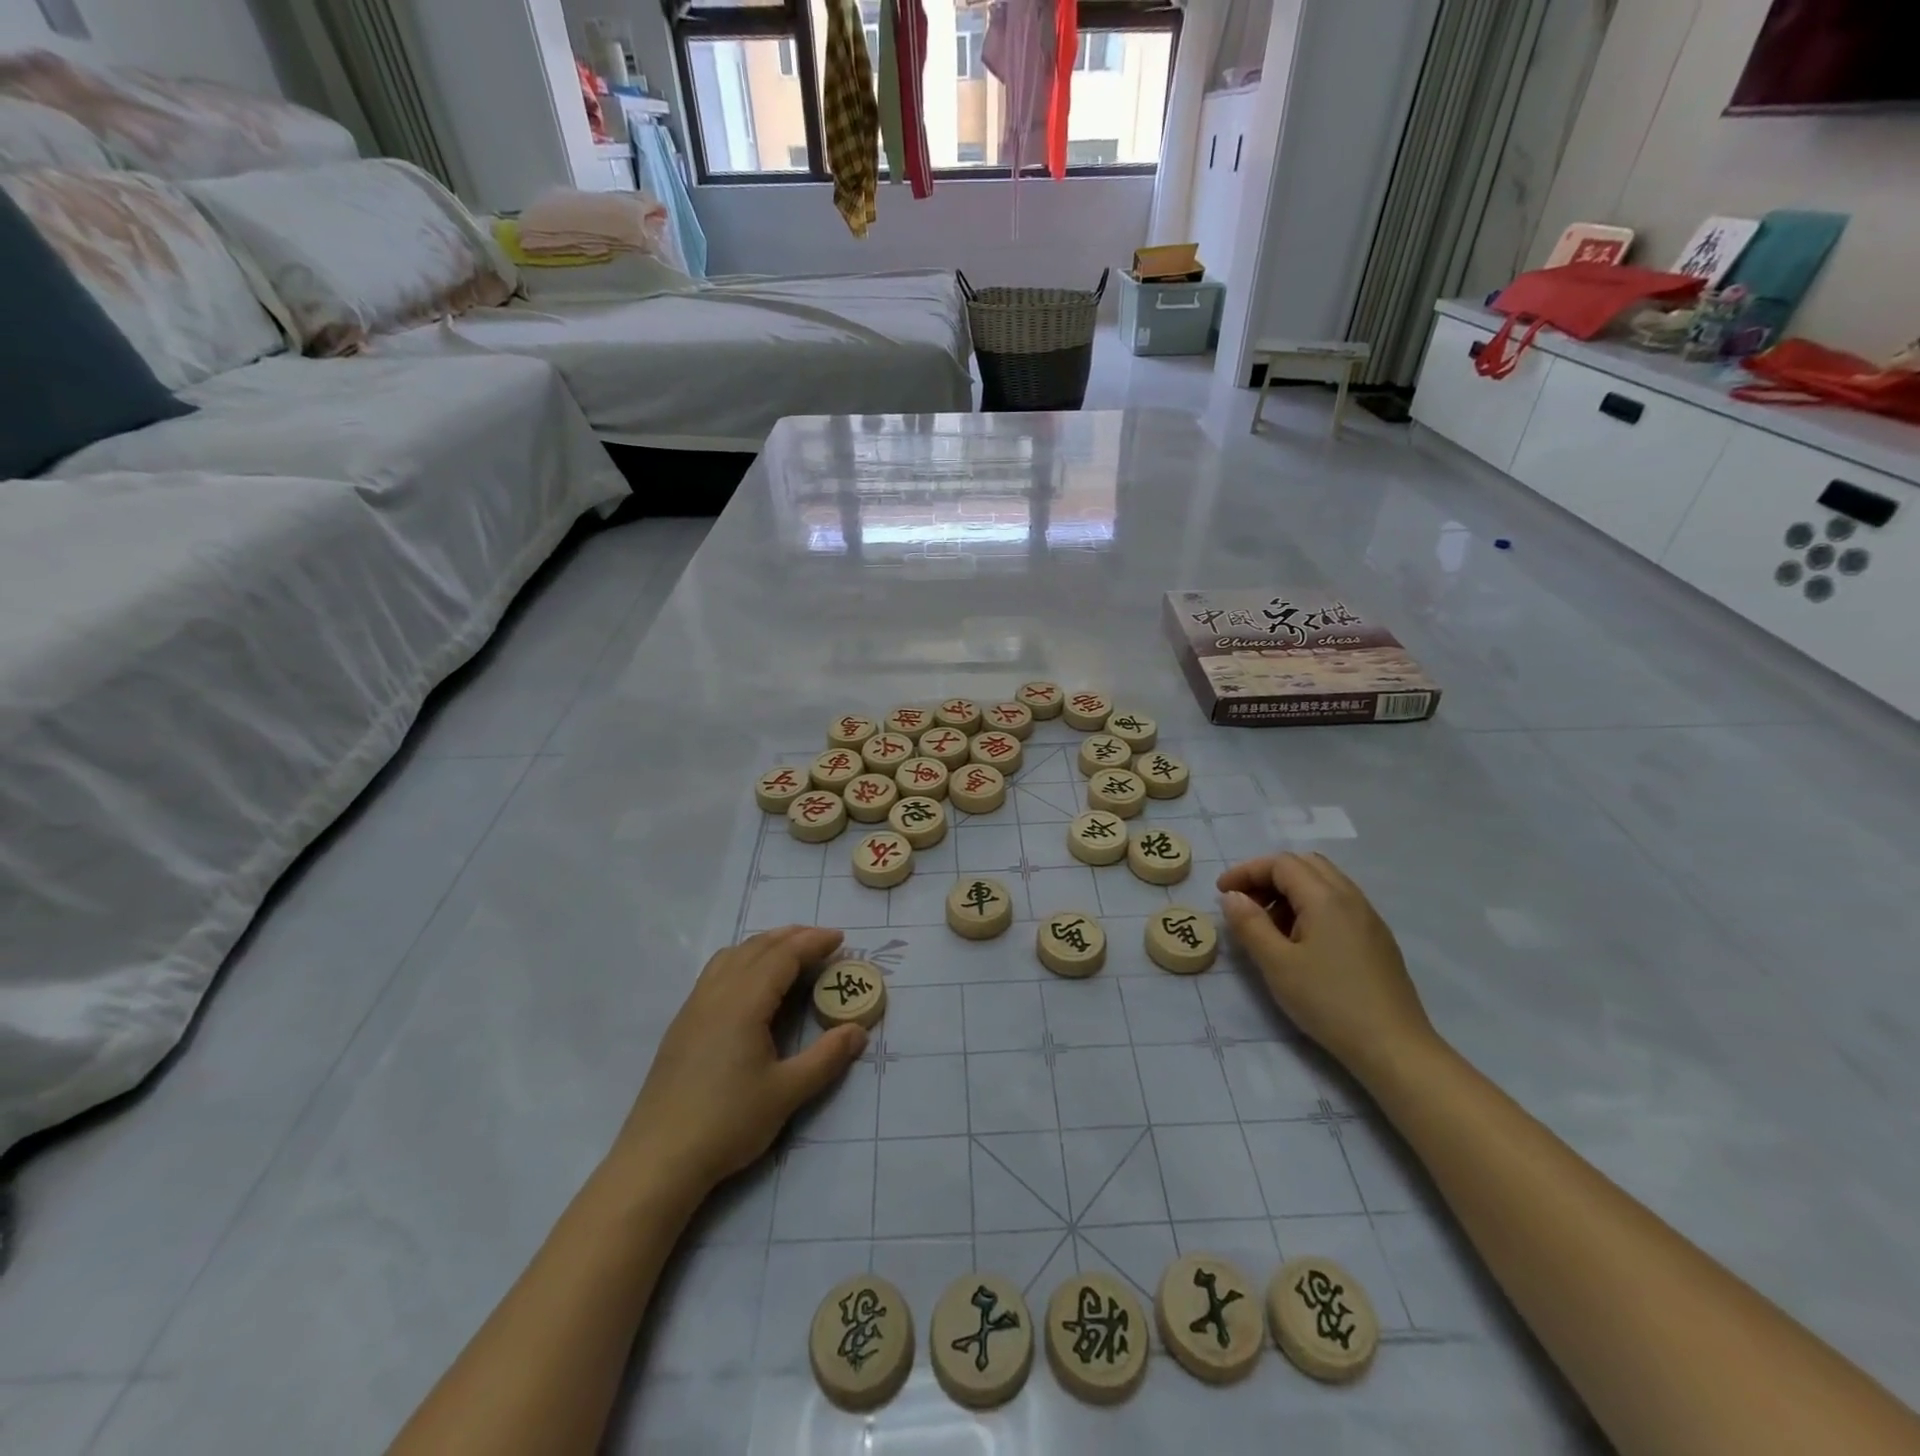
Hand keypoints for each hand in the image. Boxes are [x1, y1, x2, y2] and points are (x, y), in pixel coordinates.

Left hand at [608, 926, 865, 1199]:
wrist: (658, 1159)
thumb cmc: (727, 1123)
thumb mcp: (786, 1093)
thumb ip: (826, 1058)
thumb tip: (858, 1031)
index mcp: (744, 1003)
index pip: (783, 956)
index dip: (812, 943)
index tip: (840, 938)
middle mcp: (717, 994)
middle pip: (757, 947)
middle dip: (792, 936)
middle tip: (822, 939)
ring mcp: (694, 1007)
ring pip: (733, 956)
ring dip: (765, 944)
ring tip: (790, 950)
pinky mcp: (683, 1024)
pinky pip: (716, 972)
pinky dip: (743, 959)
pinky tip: (751, 980)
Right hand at [1217, 853, 1435, 1081]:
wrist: (1393, 1047)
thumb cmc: (1329, 1002)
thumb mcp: (1276, 964)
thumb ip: (1250, 924)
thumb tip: (1233, 896)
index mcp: (1325, 898)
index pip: (1281, 863)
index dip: (1247, 871)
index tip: (1222, 892)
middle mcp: (1350, 897)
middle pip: (1305, 865)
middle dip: (1269, 876)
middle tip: (1245, 903)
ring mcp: (1368, 917)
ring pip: (1324, 882)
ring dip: (1290, 891)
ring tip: (1269, 924)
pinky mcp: (1377, 938)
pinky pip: (1338, 903)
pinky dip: (1311, 906)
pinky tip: (1301, 941)